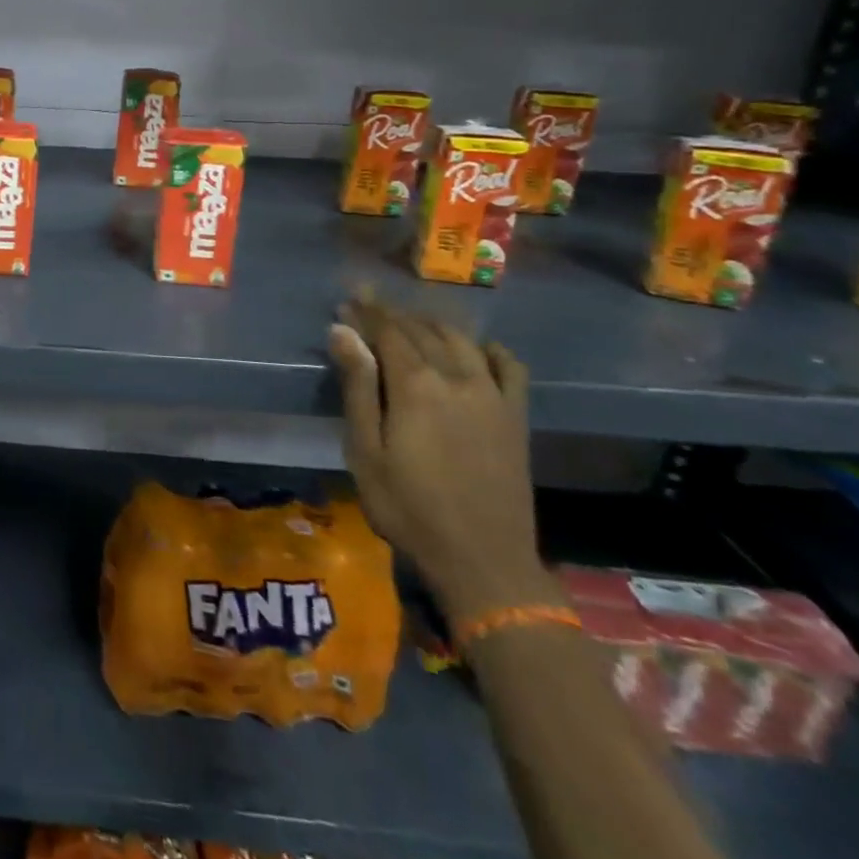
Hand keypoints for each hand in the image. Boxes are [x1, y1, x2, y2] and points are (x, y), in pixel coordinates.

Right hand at [329, 297, 558, 624]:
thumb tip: (342, 332)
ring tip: (408, 321)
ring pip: (461, 340)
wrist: (482, 560)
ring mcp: (493, 396)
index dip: (366, 312)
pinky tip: (477, 348)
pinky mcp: (516, 417)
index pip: (388, 331)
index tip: (347, 299)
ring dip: (432, 324)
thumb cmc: (406, 506)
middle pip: (422, 331)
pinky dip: (490, 349)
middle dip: (392, 314)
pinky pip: (510, 368)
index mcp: (416, 386)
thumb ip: (357, 386)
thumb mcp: (365, 449)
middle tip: (367, 306)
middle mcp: (458, 379)